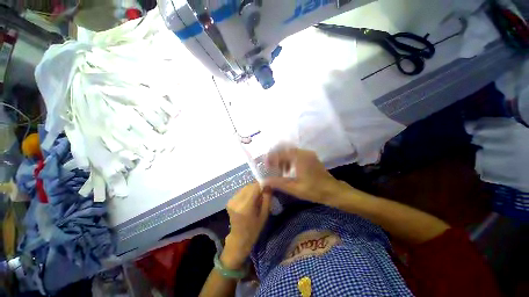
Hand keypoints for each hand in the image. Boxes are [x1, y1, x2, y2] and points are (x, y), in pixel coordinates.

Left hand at [222, 183, 270, 268]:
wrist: (239, 238)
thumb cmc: (254, 228)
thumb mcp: (264, 215)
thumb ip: (267, 199)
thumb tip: (268, 185)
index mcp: (246, 206)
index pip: (255, 187)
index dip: (262, 185)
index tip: (267, 188)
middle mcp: (237, 201)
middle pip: (249, 186)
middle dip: (257, 187)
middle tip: (262, 194)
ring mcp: (231, 200)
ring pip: (245, 187)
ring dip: (252, 189)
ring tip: (256, 198)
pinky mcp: (229, 200)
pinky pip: (241, 191)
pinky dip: (247, 192)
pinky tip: (249, 200)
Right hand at [264, 148, 343, 204]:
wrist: (333, 191)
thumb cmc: (314, 190)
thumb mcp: (294, 188)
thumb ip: (278, 183)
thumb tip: (264, 181)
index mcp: (299, 158)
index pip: (281, 154)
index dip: (272, 158)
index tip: (266, 165)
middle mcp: (304, 152)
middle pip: (286, 151)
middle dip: (277, 158)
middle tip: (271, 167)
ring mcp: (308, 154)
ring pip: (291, 153)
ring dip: (284, 159)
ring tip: (279, 170)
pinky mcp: (311, 157)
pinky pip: (297, 155)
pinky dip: (290, 160)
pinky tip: (288, 170)